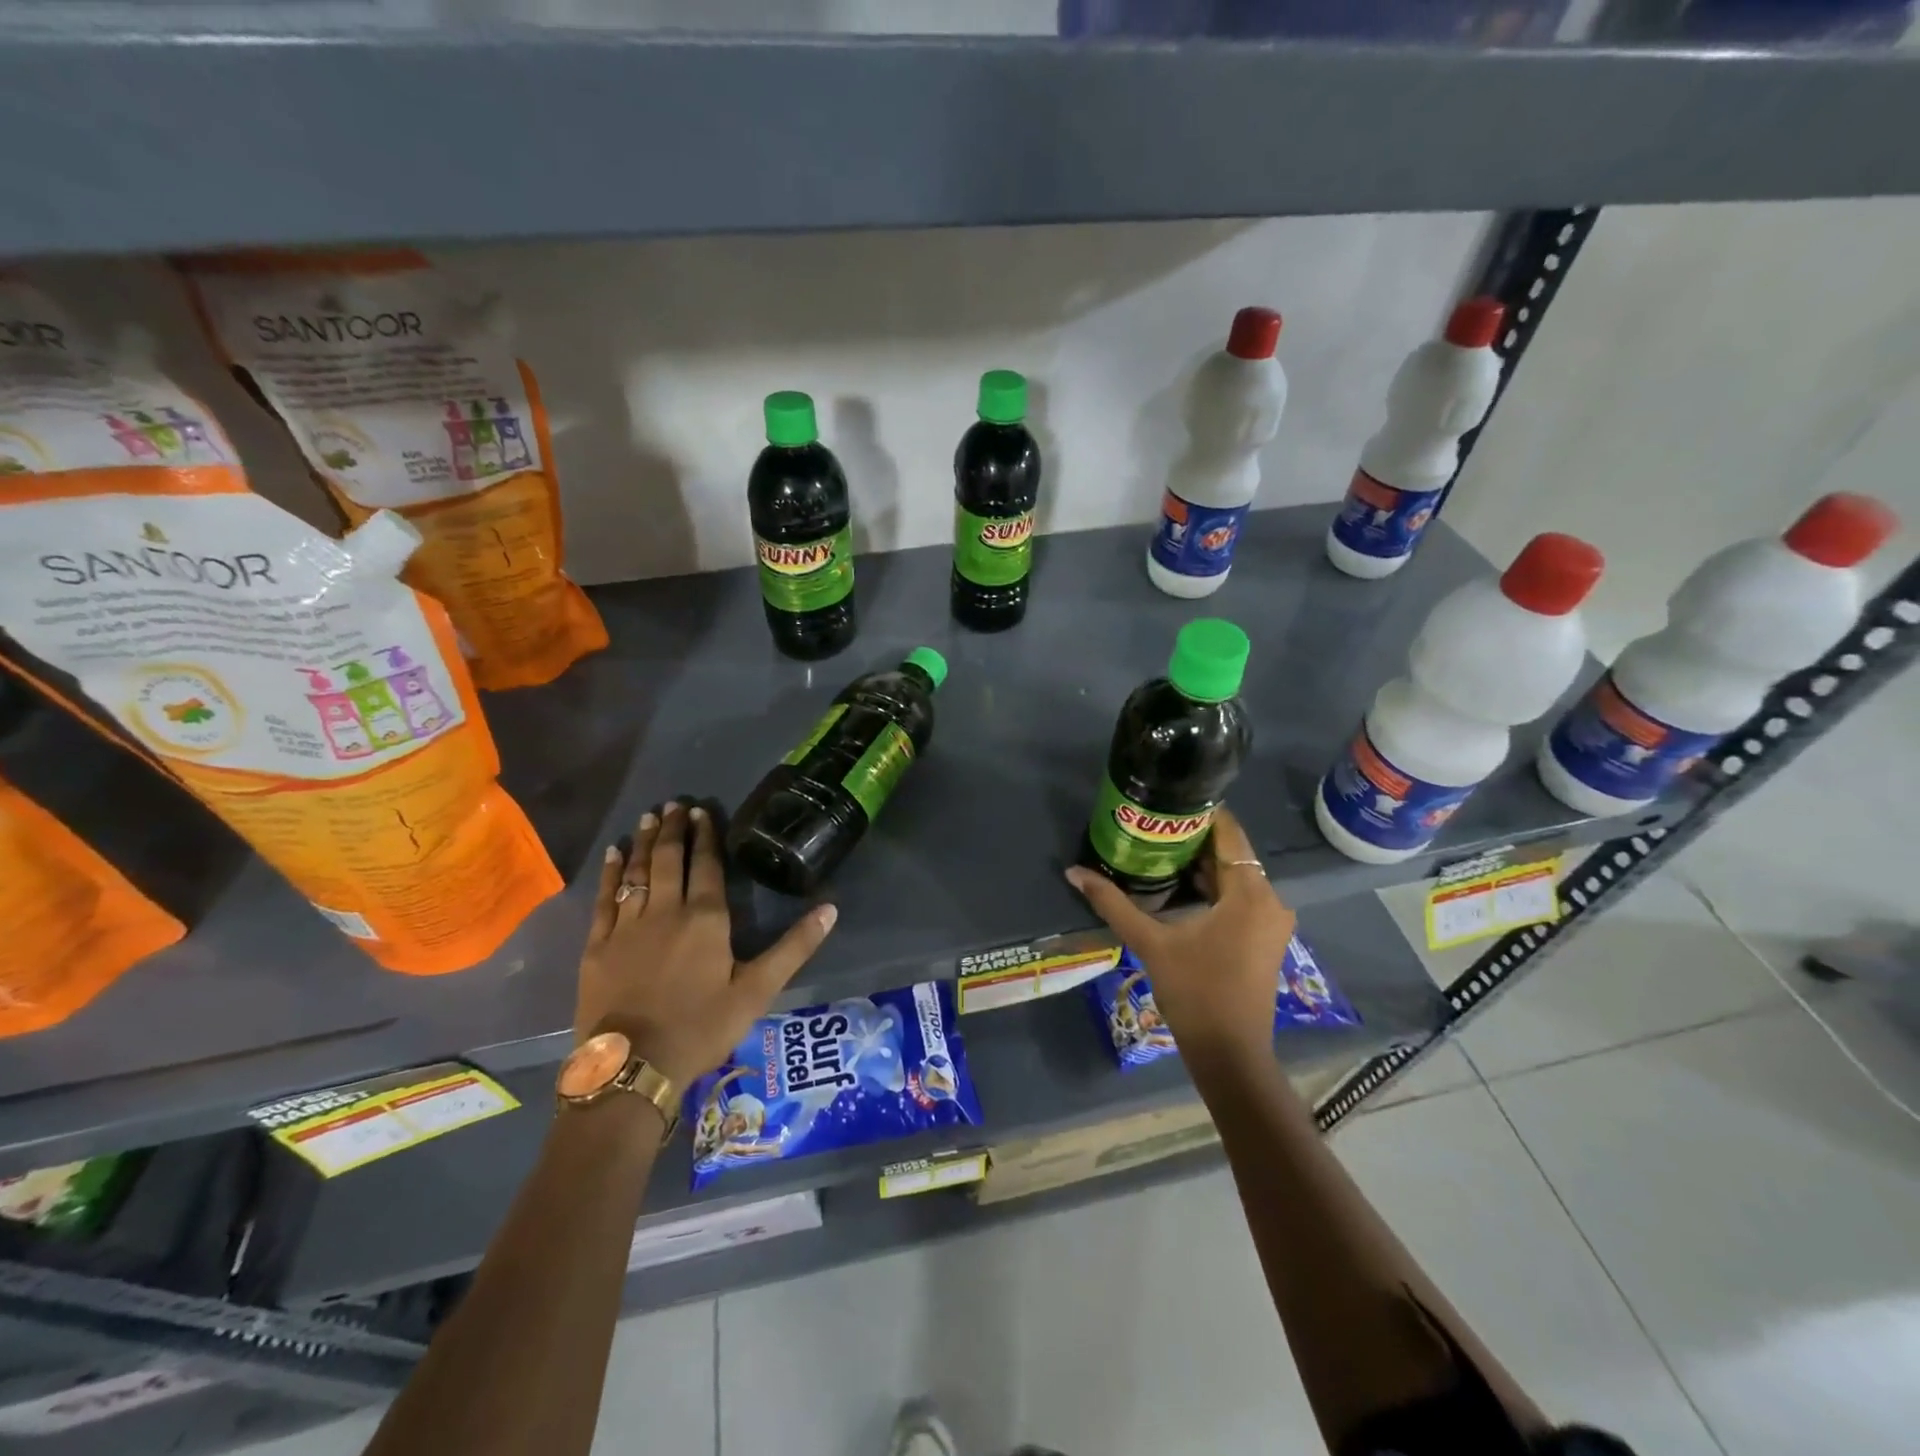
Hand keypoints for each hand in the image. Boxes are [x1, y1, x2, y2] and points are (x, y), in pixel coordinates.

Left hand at [576, 802, 836, 1087]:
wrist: (633, 1065)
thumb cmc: (702, 1027)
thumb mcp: (758, 990)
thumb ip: (794, 947)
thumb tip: (831, 908)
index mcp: (706, 918)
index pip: (706, 865)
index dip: (705, 836)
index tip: (702, 811)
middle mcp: (666, 910)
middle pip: (668, 859)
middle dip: (673, 829)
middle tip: (674, 804)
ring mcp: (627, 925)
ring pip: (637, 871)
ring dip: (644, 841)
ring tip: (649, 816)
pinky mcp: (598, 944)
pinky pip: (605, 897)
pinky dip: (611, 871)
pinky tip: (614, 853)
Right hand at [1065, 805, 1295, 1069]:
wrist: (1229, 1053)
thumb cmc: (1194, 992)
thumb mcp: (1150, 942)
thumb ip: (1112, 903)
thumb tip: (1073, 872)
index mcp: (1250, 893)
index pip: (1229, 833)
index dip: (1201, 813)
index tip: (1167, 801)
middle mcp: (1270, 899)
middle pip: (1232, 854)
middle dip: (1194, 838)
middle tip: (1153, 824)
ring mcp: (1271, 921)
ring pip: (1236, 876)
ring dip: (1203, 864)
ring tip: (1159, 848)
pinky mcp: (1264, 937)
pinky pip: (1240, 896)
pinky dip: (1214, 887)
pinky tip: (1180, 885)